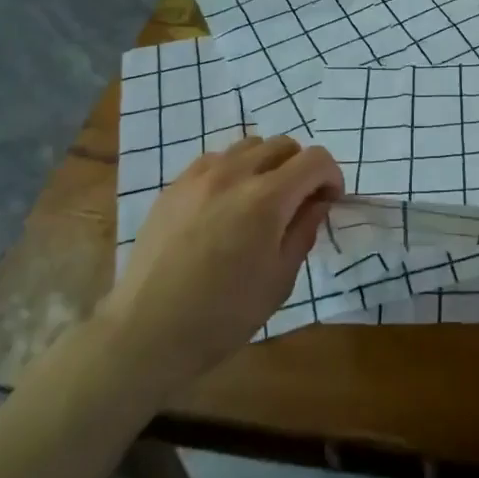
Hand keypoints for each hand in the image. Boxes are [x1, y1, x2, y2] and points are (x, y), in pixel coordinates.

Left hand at [97, 135, 342, 392]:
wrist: (146, 333)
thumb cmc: (224, 315)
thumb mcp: (281, 279)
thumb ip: (304, 230)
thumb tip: (317, 202)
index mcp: (267, 198)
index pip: (315, 159)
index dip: (331, 176)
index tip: (328, 201)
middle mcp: (234, 175)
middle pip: (284, 145)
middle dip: (301, 168)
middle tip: (298, 202)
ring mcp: (199, 177)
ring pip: (249, 146)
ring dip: (267, 164)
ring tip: (261, 200)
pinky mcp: (174, 187)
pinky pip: (215, 160)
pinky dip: (233, 171)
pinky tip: (226, 205)